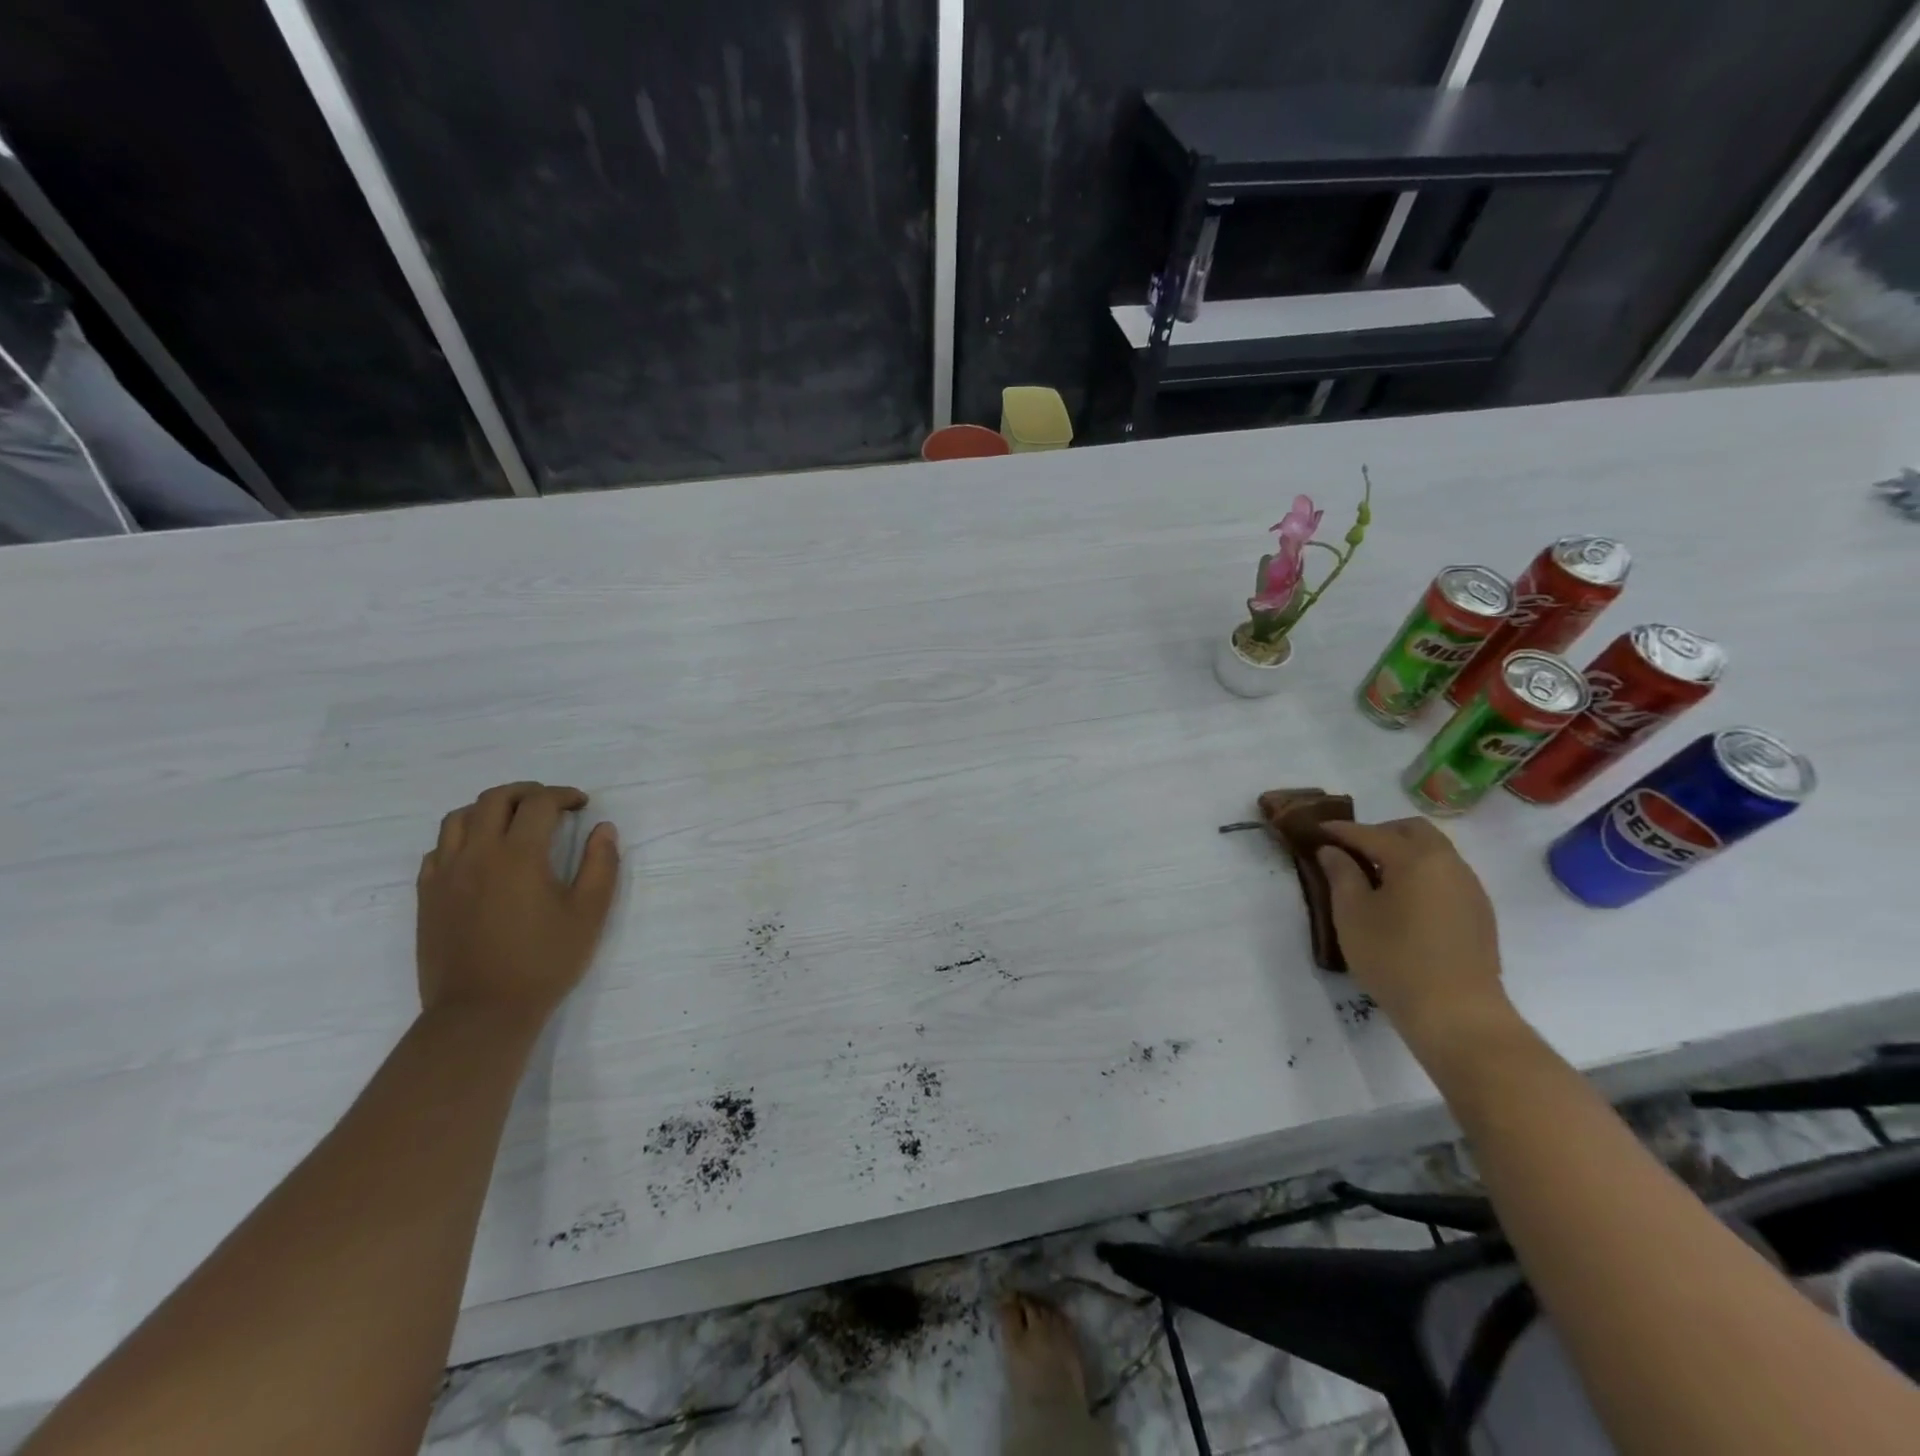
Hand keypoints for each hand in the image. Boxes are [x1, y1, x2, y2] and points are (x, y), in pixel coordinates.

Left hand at [416, 782, 620, 1026]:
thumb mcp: (589, 914)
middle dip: (527, 792)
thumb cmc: (544, 962)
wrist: (481, 1012)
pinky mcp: (427, 896)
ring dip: (490, 808)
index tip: (582, 804)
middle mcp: (477, 854)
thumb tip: (603, 829)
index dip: (564, 795)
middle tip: (551, 804)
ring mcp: (445, 874)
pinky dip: (462, 837)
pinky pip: (439, 849)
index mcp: (519, 855)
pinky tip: (480, 854)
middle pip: (495, 799)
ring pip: (459, 818)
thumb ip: (601, 865)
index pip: (539, 803)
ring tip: (512, 821)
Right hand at [1316, 818, 1514, 1059]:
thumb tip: (1332, 851)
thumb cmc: (1394, 959)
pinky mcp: (1480, 913)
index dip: (1339, 830)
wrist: (1457, 1014)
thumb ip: (1341, 874)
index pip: (1370, 833)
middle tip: (1351, 851)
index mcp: (1415, 858)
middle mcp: (1448, 863)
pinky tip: (1404, 901)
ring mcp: (1470, 888)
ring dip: (1404, 853)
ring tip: (1375, 877)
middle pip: (1412, 831)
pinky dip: (1422, 874)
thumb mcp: (1352, 914)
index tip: (1316, 830)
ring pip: (1434, 852)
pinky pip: (1446, 876)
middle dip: (1379, 833)